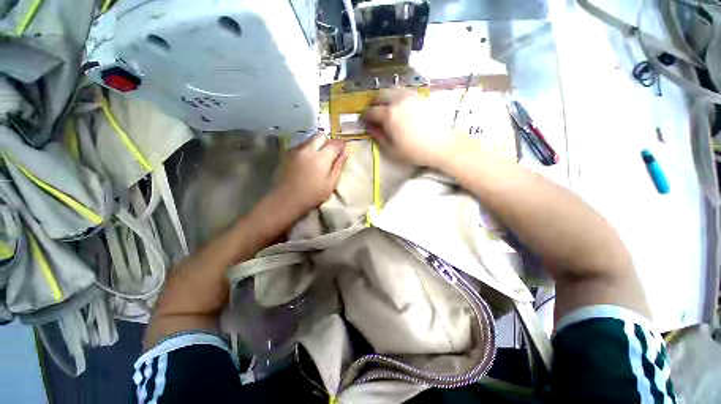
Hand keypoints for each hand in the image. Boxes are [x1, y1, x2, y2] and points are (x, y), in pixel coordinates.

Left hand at [270, 133, 347, 216]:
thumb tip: (345, 152)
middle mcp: (308, 149)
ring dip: (316, 145)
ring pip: (309, 140)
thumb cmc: (312, 195)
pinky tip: (306, 162)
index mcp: (321, 157)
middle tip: (330, 154)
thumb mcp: (330, 183)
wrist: (285, 200)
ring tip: (317, 160)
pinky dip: (306, 150)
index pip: (335, 144)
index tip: (343, 150)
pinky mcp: (286, 153)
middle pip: (321, 136)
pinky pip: (300, 146)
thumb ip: (338, 166)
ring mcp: (295, 150)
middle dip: (328, 142)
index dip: (341, 146)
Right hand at [360, 88, 461, 167]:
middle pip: (381, 95)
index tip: (363, 120)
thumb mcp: (392, 149)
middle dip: (374, 103)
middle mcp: (398, 101)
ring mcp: (411, 97)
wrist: (442, 144)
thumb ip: (379, 136)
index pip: (371, 111)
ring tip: (386, 107)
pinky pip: (405, 92)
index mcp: (389, 114)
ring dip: (386, 97)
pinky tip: (401, 106)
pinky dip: (398, 97)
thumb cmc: (414, 151)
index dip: (365, 115)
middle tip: (373, 112)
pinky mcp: (422, 98)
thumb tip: (370, 127)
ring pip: (394, 90)